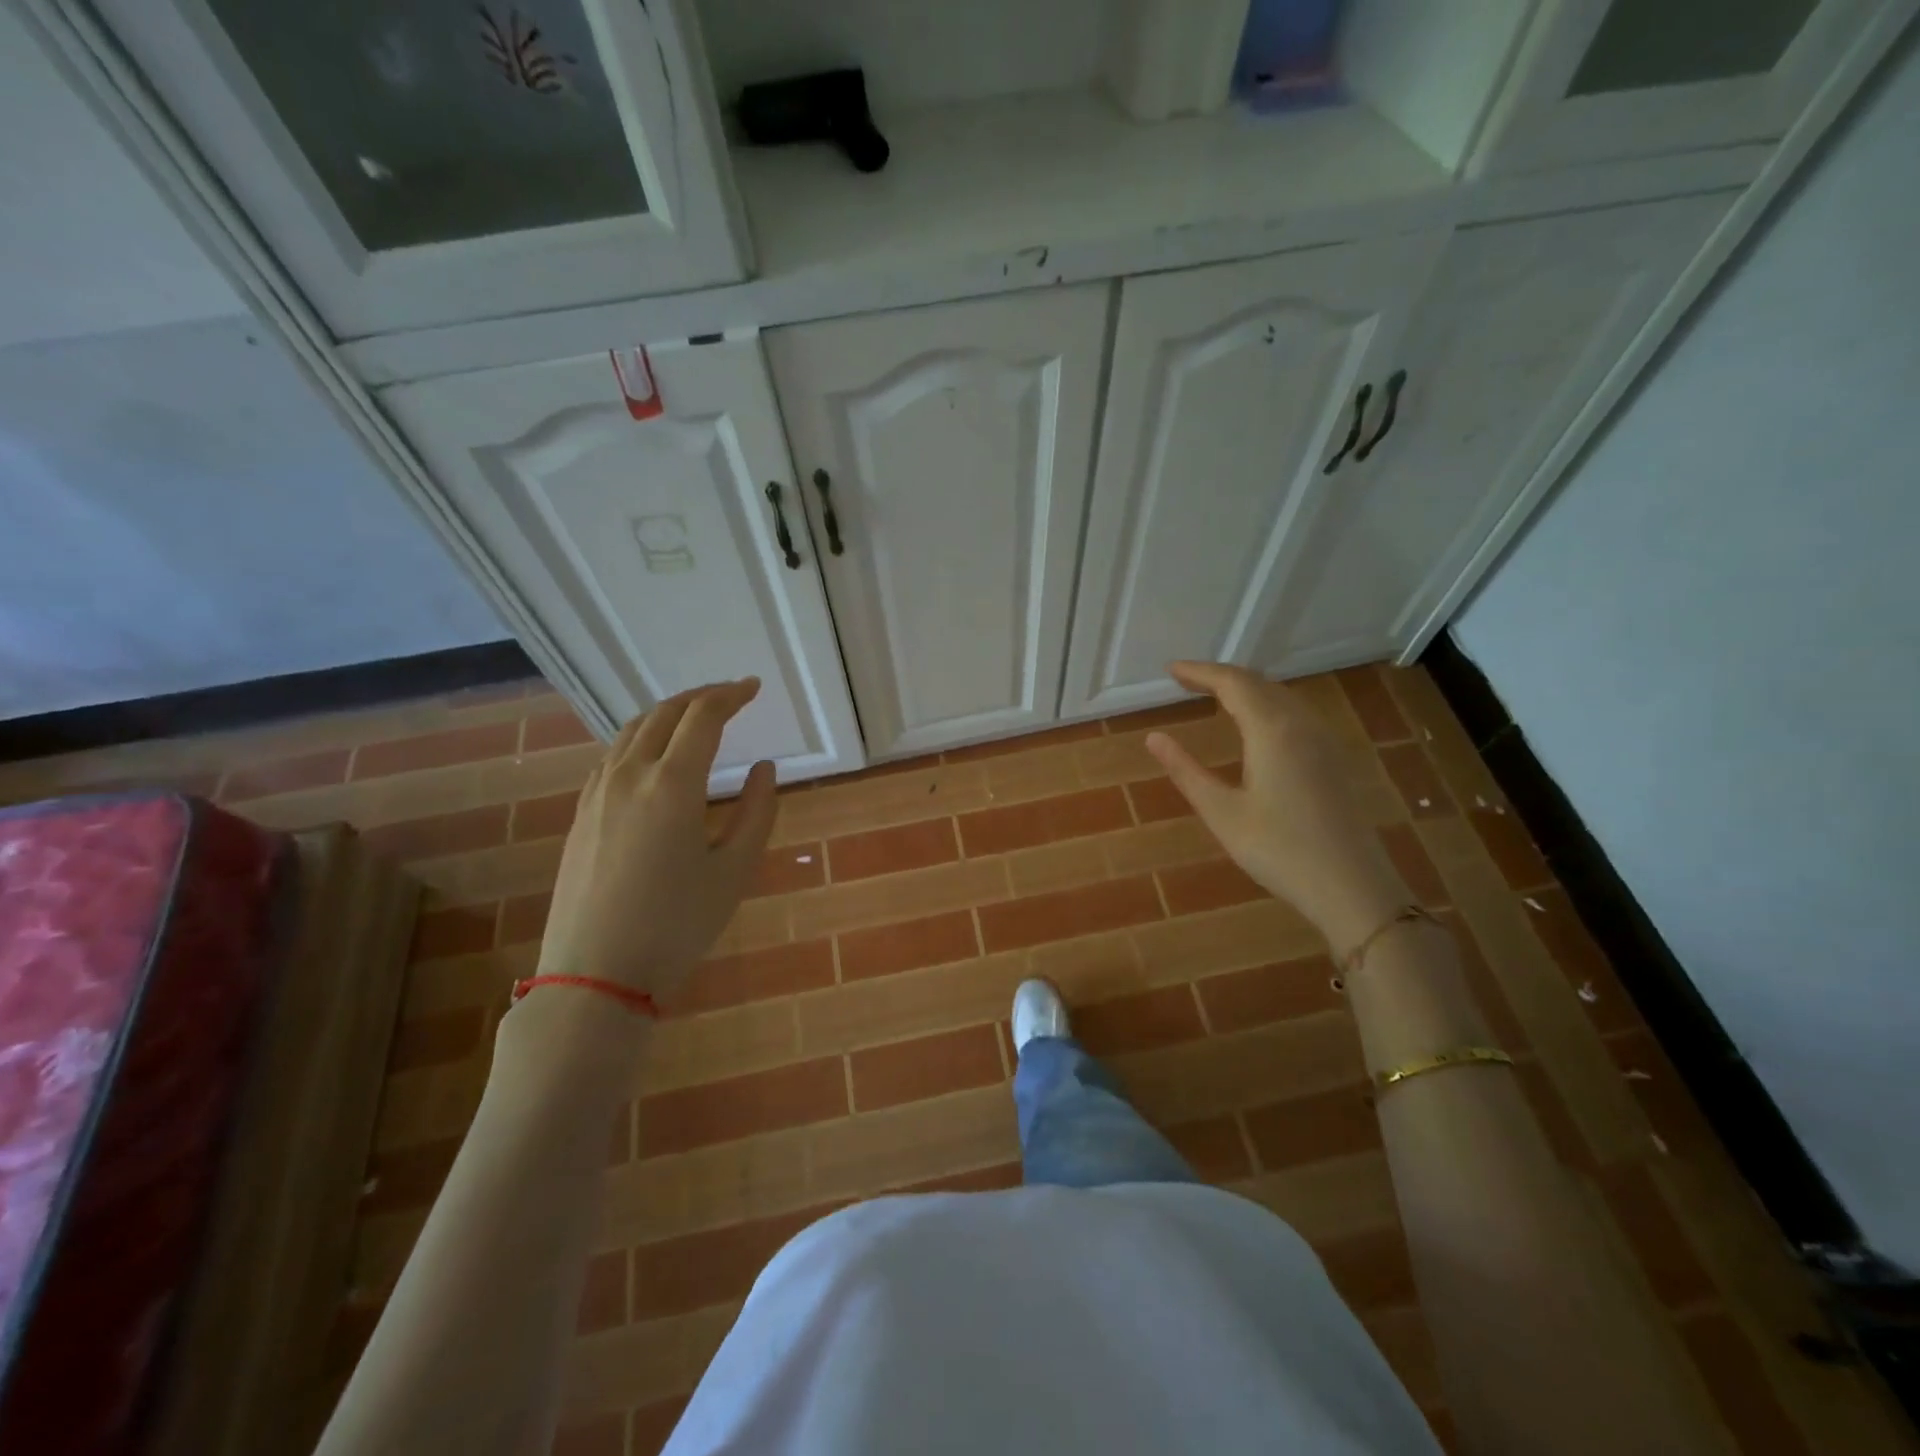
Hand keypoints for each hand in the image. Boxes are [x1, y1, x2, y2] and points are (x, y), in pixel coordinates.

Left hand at [537, 679, 776, 1003]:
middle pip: (664, 713)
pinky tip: (654, 757)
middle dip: (701, 696)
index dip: (731, 696)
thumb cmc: (677, 924)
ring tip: (695, 719)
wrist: (595, 973)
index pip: (703, 717)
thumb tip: (763, 768)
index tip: (753, 688)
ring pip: (632, 731)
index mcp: (672, 784)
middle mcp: (629, 775)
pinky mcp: (581, 812)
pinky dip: (641, 739)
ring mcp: (597, 792)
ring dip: (668, 714)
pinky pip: (613, 755)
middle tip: (731, 696)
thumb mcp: (734, 870)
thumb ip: (756, 812)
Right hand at [1145, 661, 1409, 952]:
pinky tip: (1256, 725)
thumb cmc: (1279, 850)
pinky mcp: (1335, 759)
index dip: (1199, 672)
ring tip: (1214, 696)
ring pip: (1281, 696)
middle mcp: (1302, 724)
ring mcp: (1324, 741)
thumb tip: (1154, 738)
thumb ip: (1186, 771)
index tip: (1170, 670)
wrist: (1352, 887)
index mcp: (1272, 731)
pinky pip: (1296, 714)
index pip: (1232, 683)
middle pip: (1259, 683)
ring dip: (1246, 689)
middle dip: (1221, 677)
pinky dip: (1267, 705)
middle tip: (1186, 681)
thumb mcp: (1222, 813)